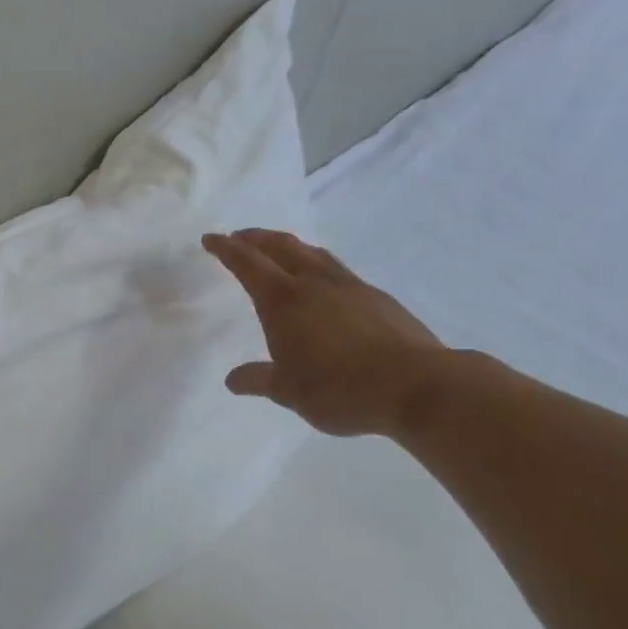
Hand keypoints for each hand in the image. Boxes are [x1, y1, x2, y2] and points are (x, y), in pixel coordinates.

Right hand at [203, 229, 448, 437]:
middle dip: (256, 238)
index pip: (247, 264)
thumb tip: (232, 380)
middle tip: (240, 237)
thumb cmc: (340, 388)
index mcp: (283, 301)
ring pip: (313, 253)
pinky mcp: (377, 298)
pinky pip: (338, 270)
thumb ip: (258, 380)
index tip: (211, 238)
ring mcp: (350, 287)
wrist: (417, 386)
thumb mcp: (288, 391)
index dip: (226, 249)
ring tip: (279, 250)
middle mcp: (314, 284)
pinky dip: (318, 265)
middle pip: (281, 246)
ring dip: (289, 246)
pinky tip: (323, 283)